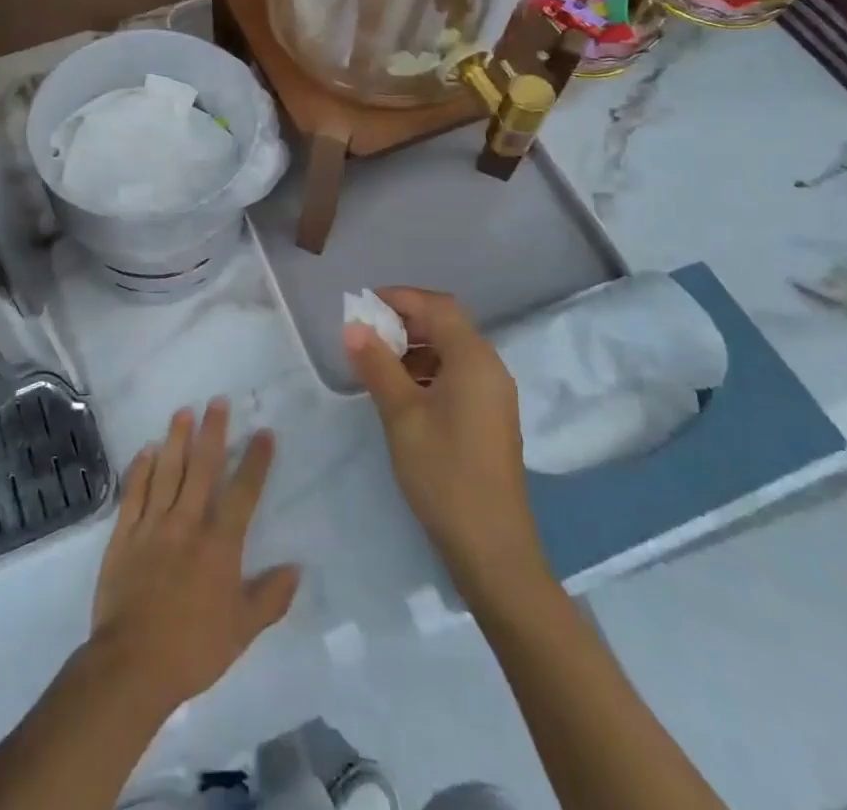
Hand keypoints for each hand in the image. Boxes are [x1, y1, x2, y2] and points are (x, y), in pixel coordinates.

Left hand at [88, 400, 300, 716]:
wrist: (132, 663)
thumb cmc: (193, 649)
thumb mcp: (242, 631)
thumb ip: (270, 597)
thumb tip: (296, 568)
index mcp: (219, 545)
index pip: (243, 493)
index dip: (256, 461)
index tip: (264, 433)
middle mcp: (187, 523)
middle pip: (202, 468)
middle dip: (213, 432)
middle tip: (217, 401)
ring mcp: (153, 524)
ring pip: (167, 471)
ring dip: (176, 439)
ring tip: (183, 411)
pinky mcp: (124, 533)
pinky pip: (134, 492)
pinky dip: (141, 468)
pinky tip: (147, 449)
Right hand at [345, 287, 547, 590]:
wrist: (492, 549)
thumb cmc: (444, 474)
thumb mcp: (401, 415)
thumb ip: (377, 365)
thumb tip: (353, 326)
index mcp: (474, 359)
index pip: (437, 306)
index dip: (400, 297)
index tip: (362, 305)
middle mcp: (490, 368)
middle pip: (446, 324)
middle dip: (404, 321)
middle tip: (363, 334)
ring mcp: (493, 395)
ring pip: (450, 351)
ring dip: (413, 347)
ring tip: (374, 364)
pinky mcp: (489, 417)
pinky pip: (456, 375)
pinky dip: (426, 371)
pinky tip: (400, 393)